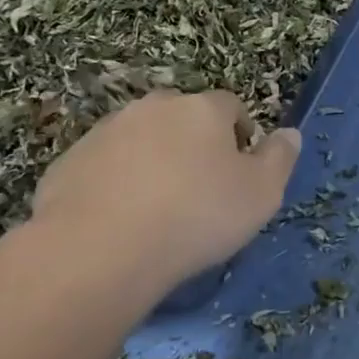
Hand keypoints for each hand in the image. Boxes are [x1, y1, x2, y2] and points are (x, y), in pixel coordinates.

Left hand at [27, 89, 301, 300]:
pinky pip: (105, 167)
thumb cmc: (196, 217)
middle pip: (183, 118)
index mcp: (203, 109)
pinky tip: (120, 222)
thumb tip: (289, 133)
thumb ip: (280, 159)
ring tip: (158, 209)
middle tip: (200, 189)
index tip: (240, 171)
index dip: (240, 135)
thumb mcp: (262, 194)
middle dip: (194, 144)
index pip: (231, 107)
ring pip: (141, 139)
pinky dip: (116, 184)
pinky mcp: (68, 162)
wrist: (97, 251)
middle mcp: (154, 107)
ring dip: (153, 161)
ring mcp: (106, 132)